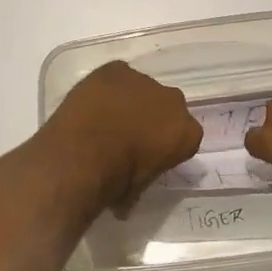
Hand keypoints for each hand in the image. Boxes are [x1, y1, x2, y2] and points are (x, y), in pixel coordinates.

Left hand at [38, 61, 202, 212]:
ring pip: (141, 89)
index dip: (166, 145)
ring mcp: (144, 80)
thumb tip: (125, 202)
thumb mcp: (137, 191)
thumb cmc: (117, 179)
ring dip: (129, 100)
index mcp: (187, 133)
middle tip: (128, 135)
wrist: (85, 151)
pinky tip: (92, 102)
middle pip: (167, 107)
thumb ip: (141, 181)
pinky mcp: (116, 68)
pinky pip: (116, 76)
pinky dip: (107, 87)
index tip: (149, 154)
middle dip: (153, 117)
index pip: (185, 136)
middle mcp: (173, 101)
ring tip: (104, 118)